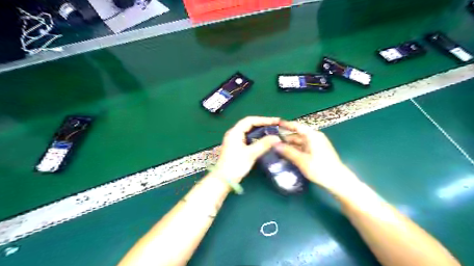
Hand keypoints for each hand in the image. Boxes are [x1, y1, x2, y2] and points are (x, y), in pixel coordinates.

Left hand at [215, 116, 280, 182]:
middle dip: (262, 123)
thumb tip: (277, 137)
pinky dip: (256, 136)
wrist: (223, 179)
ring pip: (248, 130)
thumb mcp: (250, 154)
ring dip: (260, 130)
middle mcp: (233, 133)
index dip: (264, 119)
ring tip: (272, 131)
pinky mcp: (236, 146)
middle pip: (249, 124)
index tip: (275, 121)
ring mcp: (234, 140)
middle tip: (275, 125)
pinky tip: (263, 139)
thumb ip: (263, 144)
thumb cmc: (235, 165)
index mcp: (235, 132)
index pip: (250, 120)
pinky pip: (248, 137)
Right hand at [275, 120, 359, 195]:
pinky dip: (295, 150)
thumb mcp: (301, 160)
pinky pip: (303, 148)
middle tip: (272, 142)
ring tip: (277, 149)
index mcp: (312, 135)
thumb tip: (274, 144)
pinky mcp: (317, 152)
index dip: (285, 125)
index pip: (296, 126)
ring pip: (299, 142)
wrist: (338, 180)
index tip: (275, 125)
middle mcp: (314, 137)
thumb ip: (287, 151)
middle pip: (297, 135)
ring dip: (289, 146)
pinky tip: (287, 155)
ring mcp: (316, 145)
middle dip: (285, 138)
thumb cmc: (320, 168)